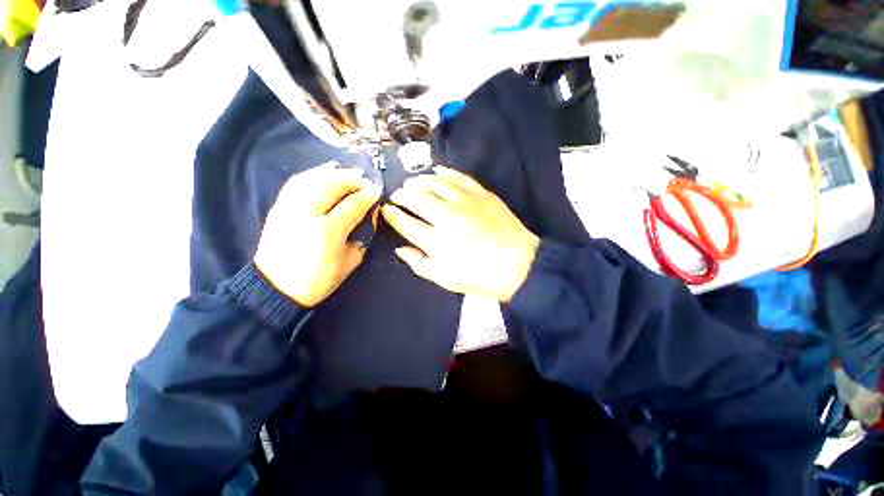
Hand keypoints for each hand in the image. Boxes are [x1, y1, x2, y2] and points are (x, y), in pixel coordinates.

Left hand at [255, 163, 380, 306]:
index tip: (377, 190)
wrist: (275, 288)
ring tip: (346, 170)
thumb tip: (370, 216)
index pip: (353, 205)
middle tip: (364, 178)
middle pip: (332, 186)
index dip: (367, 196)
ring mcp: (289, 208)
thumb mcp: (349, 263)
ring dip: (332, 173)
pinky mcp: (278, 208)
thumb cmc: (317, 280)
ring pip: (313, 180)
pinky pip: (296, 183)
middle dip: (351, 179)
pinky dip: (311, 174)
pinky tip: (322, 172)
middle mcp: (307, 213)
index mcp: (328, 231)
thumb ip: (362, 238)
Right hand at [381, 166, 539, 301]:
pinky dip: (445, 171)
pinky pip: (459, 177)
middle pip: (416, 197)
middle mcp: (446, 216)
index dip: (392, 215)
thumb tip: (400, 249)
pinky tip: (436, 170)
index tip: (386, 210)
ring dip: (419, 181)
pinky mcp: (481, 194)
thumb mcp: (445, 279)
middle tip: (398, 195)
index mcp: (436, 240)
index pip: (405, 222)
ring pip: (435, 183)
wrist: (519, 265)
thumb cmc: (480, 276)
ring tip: (412, 183)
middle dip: (402, 194)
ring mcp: (465, 201)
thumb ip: (419, 264)